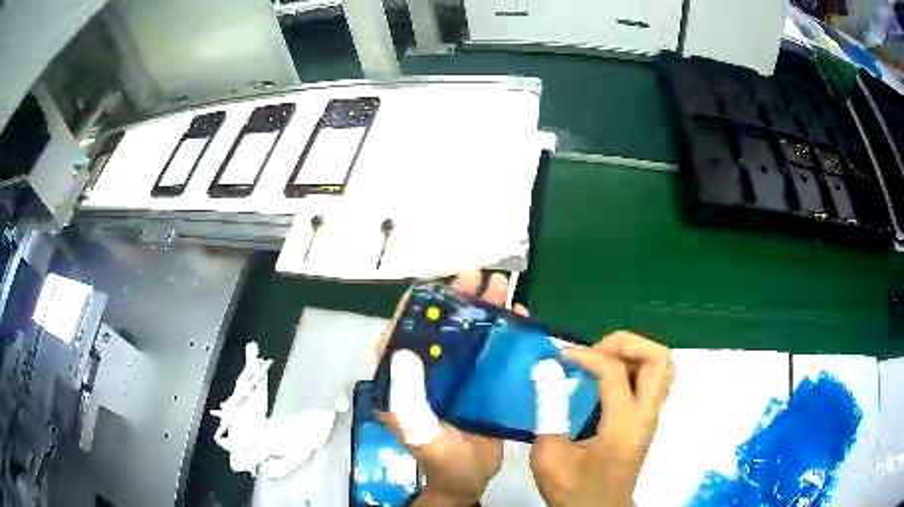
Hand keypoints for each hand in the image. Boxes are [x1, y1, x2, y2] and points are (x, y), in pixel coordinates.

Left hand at [375, 270, 528, 506]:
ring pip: (468, 334)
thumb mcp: (420, 433)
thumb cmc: (440, 460)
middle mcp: (428, 371)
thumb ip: (408, 399)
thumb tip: (401, 349)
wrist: (470, 480)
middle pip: (441, 326)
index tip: (437, 283)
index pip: (403, 333)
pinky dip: (504, 333)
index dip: (417, 305)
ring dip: (484, 309)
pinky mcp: (480, 382)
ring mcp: (456, 375)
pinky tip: (519, 318)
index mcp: (403, 379)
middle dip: (458, 299)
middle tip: (477, 277)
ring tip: (502, 287)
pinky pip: (491, 351)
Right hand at [530, 331, 674, 506]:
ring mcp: (652, 417)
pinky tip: (609, 379)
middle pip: (658, 358)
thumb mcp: (549, 456)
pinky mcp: (648, 420)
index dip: (586, 355)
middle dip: (625, 344)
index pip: (615, 371)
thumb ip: (548, 411)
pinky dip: (636, 366)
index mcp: (623, 426)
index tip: (560, 358)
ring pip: (662, 365)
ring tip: (602, 361)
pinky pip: (655, 379)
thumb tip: (547, 370)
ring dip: (634, 353)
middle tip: (594, 352)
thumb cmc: (573, 490)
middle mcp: (646, 416)